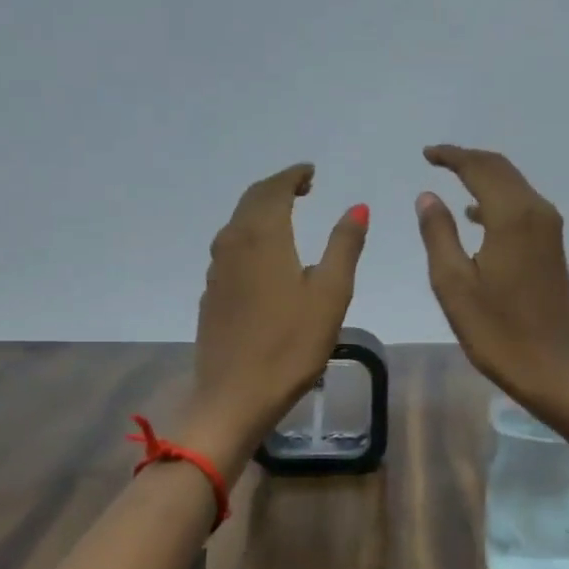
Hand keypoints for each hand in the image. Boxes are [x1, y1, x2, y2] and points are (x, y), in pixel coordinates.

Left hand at [188, 163, 368, 464]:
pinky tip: (264, 256)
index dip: (293, 175)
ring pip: (237, 224)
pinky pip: (230, 248)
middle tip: (302, 188)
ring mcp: (217, 271)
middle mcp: (233, 244)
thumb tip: (357, 206)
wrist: (234, 396)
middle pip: (251, 201)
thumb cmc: (291, 345)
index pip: (274, 189)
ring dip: (261, 210)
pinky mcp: (212, 294)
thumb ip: (344, 246)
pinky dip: (250, 235)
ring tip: (286, 215)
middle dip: (276, 188)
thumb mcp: (330, 294)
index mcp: (263, 237)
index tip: (311, 172)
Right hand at [416, 144, 568, 409]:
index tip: (426, 154)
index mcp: (512, 216)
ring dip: (484, 179)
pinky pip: (522, 209)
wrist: (556, 371)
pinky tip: (475, 217)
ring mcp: (550, 232)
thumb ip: (438, 234)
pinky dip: (497, 201)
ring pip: (514, 188)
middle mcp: (538, 213)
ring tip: (451, 182)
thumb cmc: (498, 332)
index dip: (452, 156)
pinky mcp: (553, 250)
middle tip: (436, 160)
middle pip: (501, 170)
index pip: (480, 168)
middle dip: (469, 161)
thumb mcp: (454, 285)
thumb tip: (428, 196)